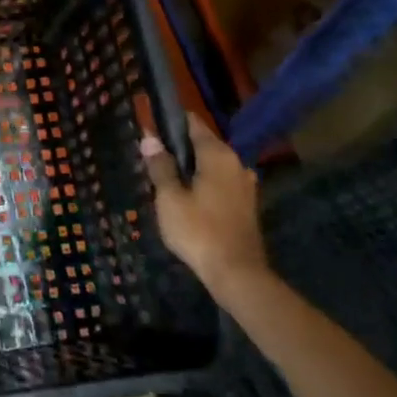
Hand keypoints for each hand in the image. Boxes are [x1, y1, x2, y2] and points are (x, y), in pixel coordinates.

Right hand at [140, 110, 267, 296]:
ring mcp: (245, 184)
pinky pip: (220, 182)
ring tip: (166, 181)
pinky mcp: (246, 204)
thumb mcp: (169, 198)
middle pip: (203, 144)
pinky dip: (204, 184)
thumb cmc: (198, 231)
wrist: (237, 274)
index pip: (192, 123)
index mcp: (217, 154)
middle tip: (152, 160)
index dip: (170, 122)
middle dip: (179, 148)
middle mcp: (235, 162)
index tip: (150, 128)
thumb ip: (160, 166)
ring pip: (212, 165)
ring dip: (192, 168)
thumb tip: (150, 138)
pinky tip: (188, 199)